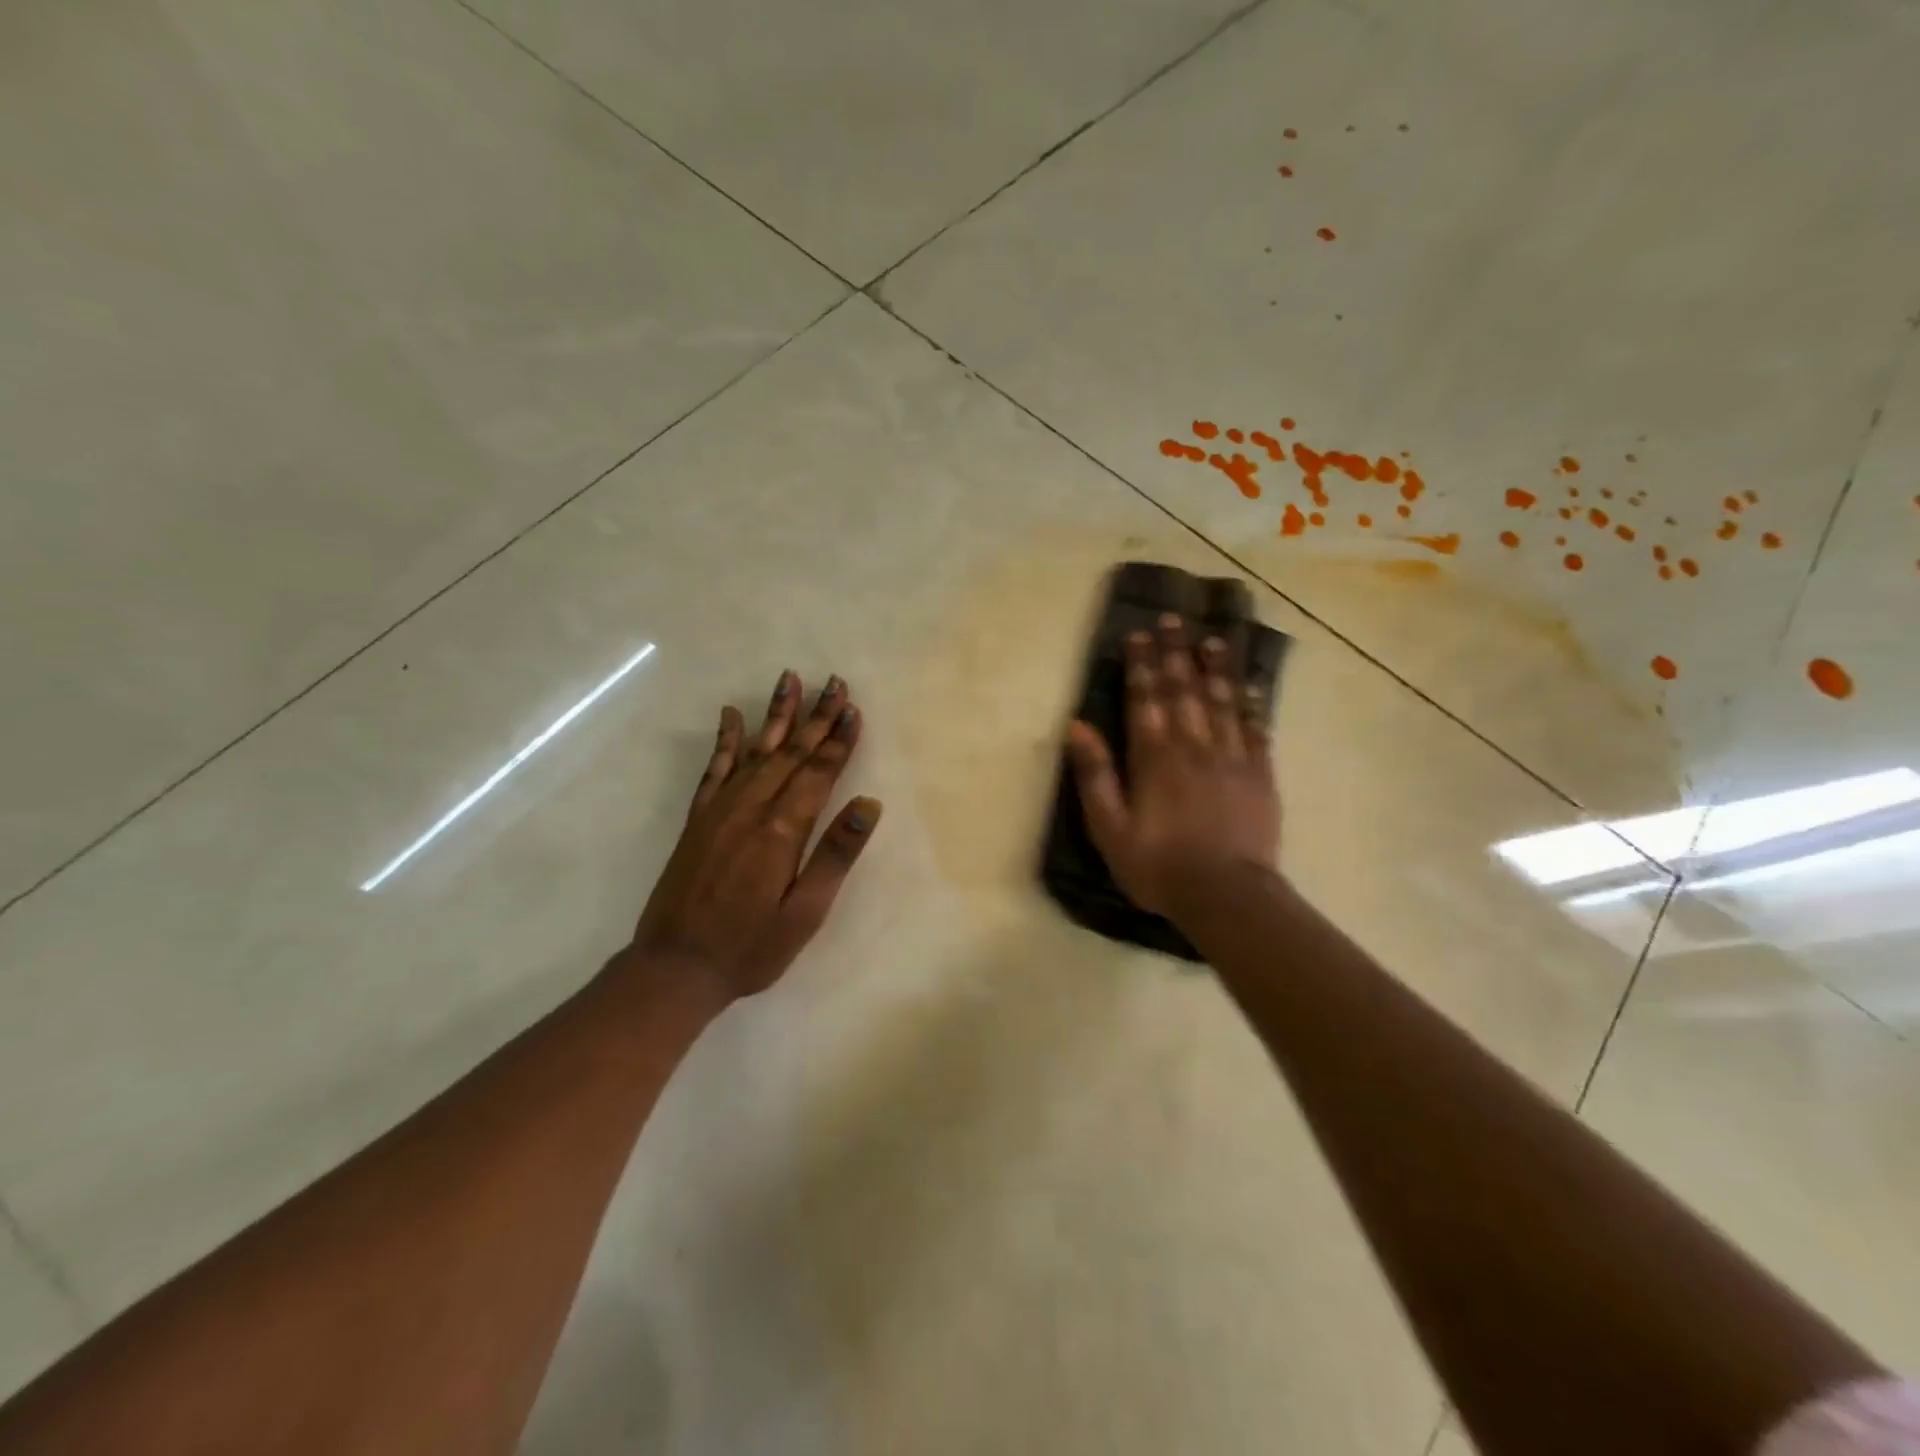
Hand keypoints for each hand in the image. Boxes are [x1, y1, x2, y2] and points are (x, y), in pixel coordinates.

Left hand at [627, 671, 881, 1003]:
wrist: (675, 967)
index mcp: (782, 830)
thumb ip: (836, 855)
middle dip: (816, 717)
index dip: (839, 740)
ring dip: (776, 715)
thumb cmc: (751, 946)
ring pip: (756, 750)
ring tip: (790, 679)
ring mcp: (720, 810)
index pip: (819, 772)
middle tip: (834, 682)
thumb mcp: (805, 912)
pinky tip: (731, 715)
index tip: (853, 708)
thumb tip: (869, 804)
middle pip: (791, 752)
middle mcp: (751, 808)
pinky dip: (726, 740)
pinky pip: (714, 769)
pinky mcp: (699, 819)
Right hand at [1065, 614, 1279, 918]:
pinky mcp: (1260, 775)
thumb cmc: (1158, 866)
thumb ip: (1095, 775)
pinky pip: (1257, 729)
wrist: (1226, 896)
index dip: (1141, 665)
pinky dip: (1252, 703)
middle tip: (1174, 618)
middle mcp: (1194, 746)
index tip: (1139, 633)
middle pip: (1185, 689)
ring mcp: (1232, 758)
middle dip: (1176, 652)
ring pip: (1223, 701)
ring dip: (1216, 667)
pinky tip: (1250, 684)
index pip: (1146, 699)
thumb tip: (1077, 726)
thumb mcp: (1109, 828)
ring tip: (1212, 638)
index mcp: (1155, 758)